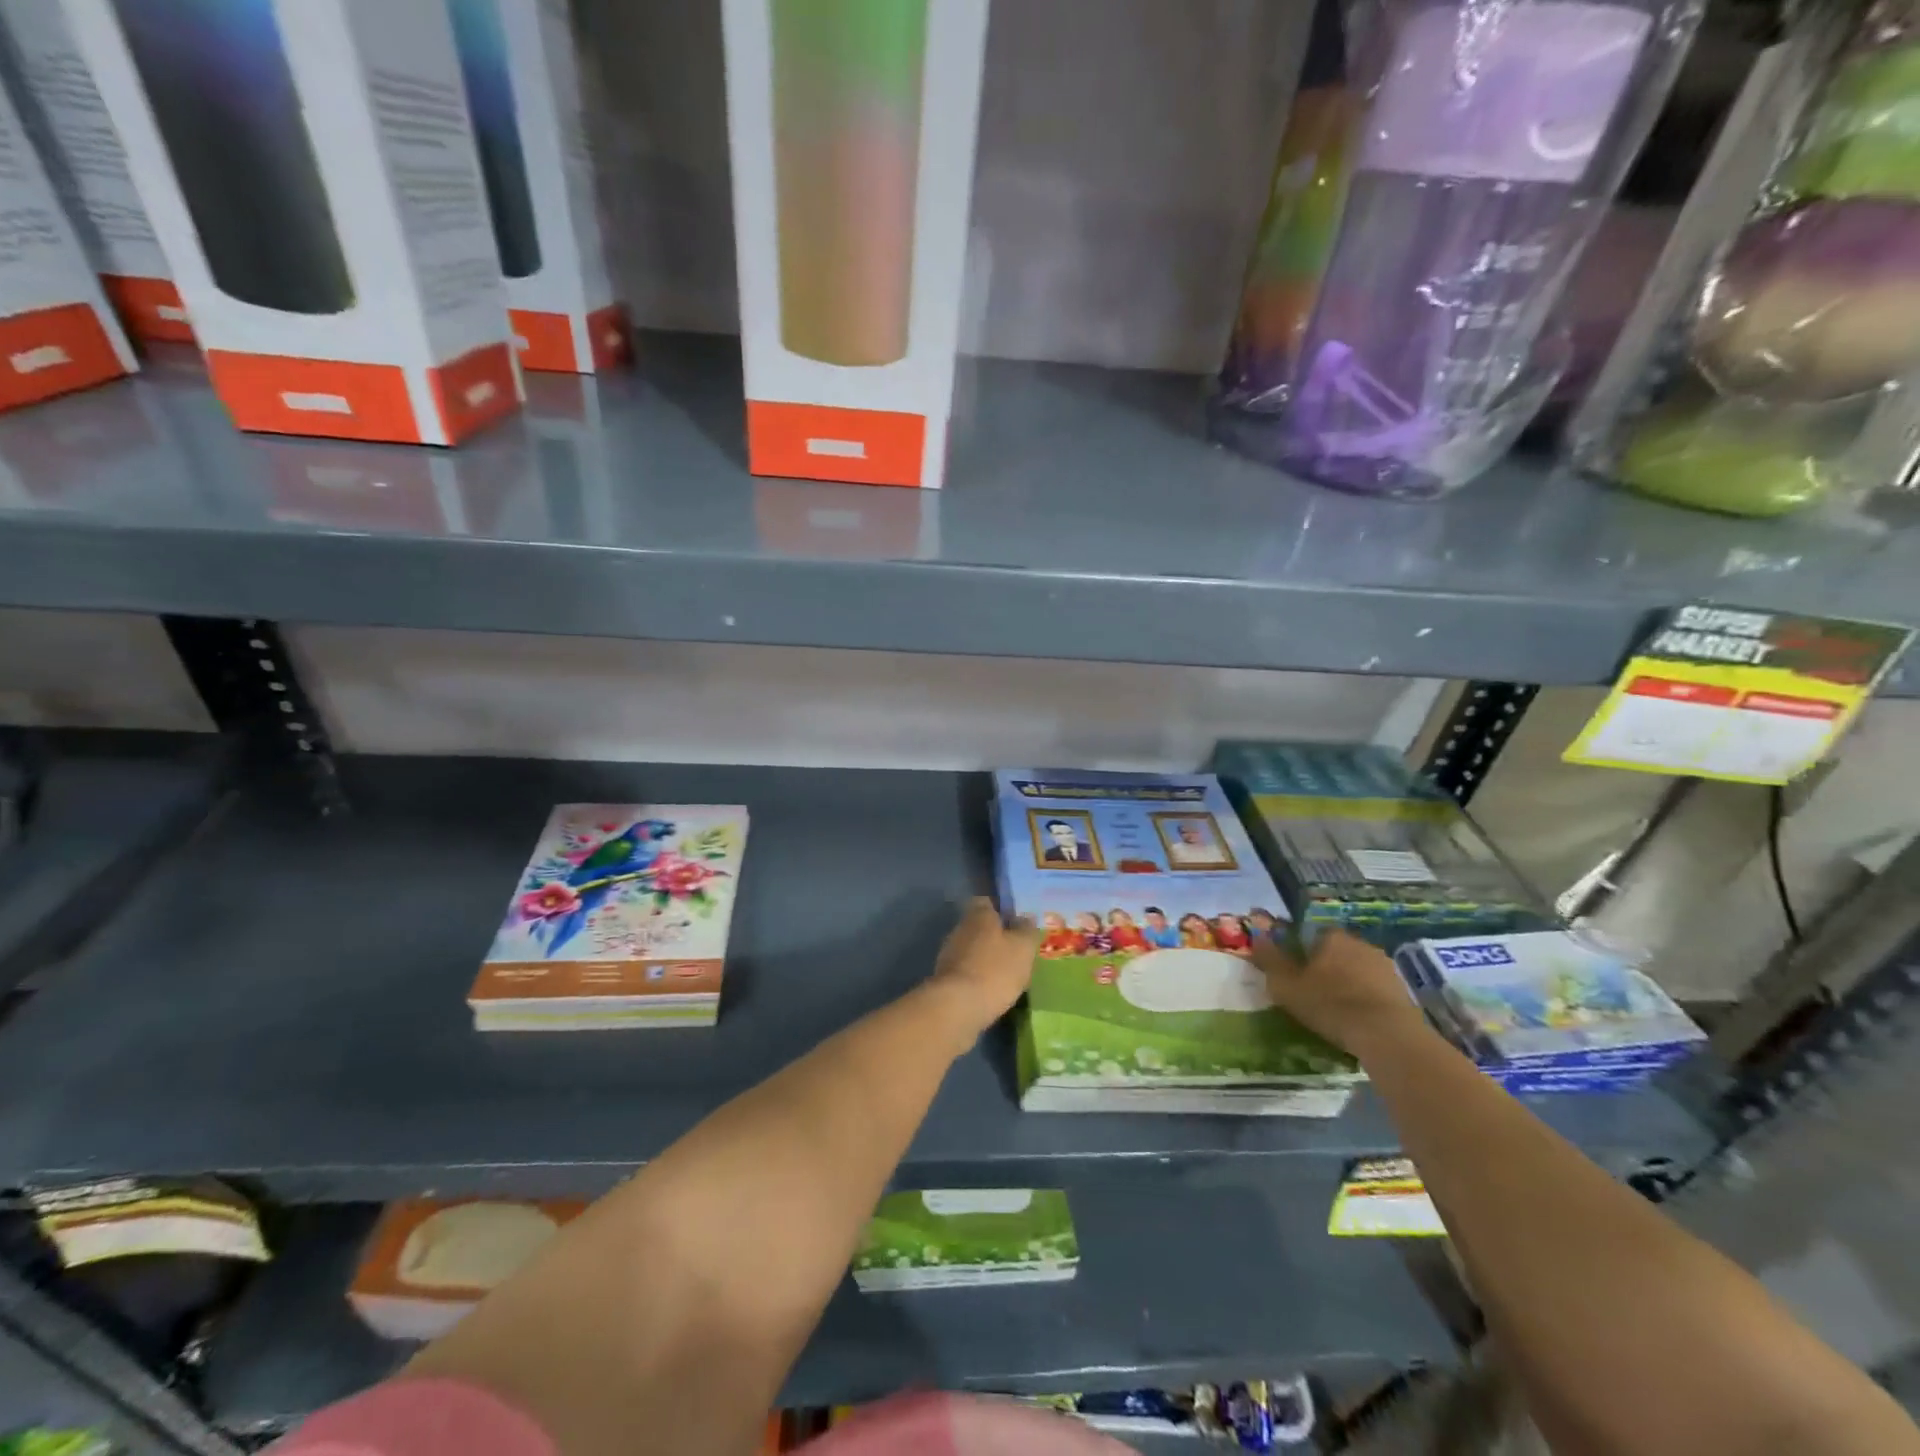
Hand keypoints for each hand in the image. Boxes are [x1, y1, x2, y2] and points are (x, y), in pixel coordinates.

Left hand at [929, 897, 1038, 1038]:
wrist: (958, 1006)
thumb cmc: (996, 969)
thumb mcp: (1023, 947)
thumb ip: (1026, 930)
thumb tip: (1025, 918)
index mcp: (978, 915)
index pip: (987, 902)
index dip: (1002, 911)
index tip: (1017, 924)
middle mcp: (960, 928)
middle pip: (979, 927)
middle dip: (995, 937)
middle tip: (1016, 951)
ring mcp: (949, 954)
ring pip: (972, 949)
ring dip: (986, 958)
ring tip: (1007, 974)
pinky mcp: (945, 978)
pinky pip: (966, 971)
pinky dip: (978, 977)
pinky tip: (992, 990)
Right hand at [1252, 929, 1429, 1059]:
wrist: (1387, 1035)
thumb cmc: (1330, 1004)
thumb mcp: (1286, 985)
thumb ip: (1269, 959)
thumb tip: (1256, 936)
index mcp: (1331, 936)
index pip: (1310, 935)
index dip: (1300, 954)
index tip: (1295, 975)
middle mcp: (1360, 943)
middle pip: (1335, 952)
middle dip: (1325, 968)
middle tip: (1314, 994)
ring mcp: (1385, 966)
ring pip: (1357, 970)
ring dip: (1347, 984)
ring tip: (1337, 1011)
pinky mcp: (1403, 990)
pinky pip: (1375, 990)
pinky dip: (1366, 1000)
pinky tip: (1359, 1020)